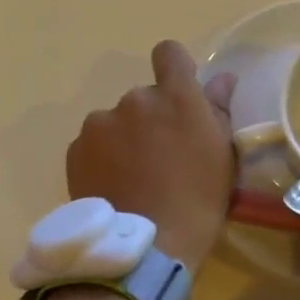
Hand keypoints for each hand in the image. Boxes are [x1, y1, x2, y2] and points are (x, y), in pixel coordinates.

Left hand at [66, 41, 237, 268]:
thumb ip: (219, 109)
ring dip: (125, 137)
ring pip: (116, 121)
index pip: (169, 53)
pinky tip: (114, 185)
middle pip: (144, 96)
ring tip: (133, 177)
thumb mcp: (222, 155)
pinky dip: (103, 157)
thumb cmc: (198, 200)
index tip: (179, 93)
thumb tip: (222, 78)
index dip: (174, 67)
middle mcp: (135, 99)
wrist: (146, 246)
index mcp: (176, 96)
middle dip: (152, 117)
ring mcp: (100, 123)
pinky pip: (94, 143)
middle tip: (161, 156)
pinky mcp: (76, 148)